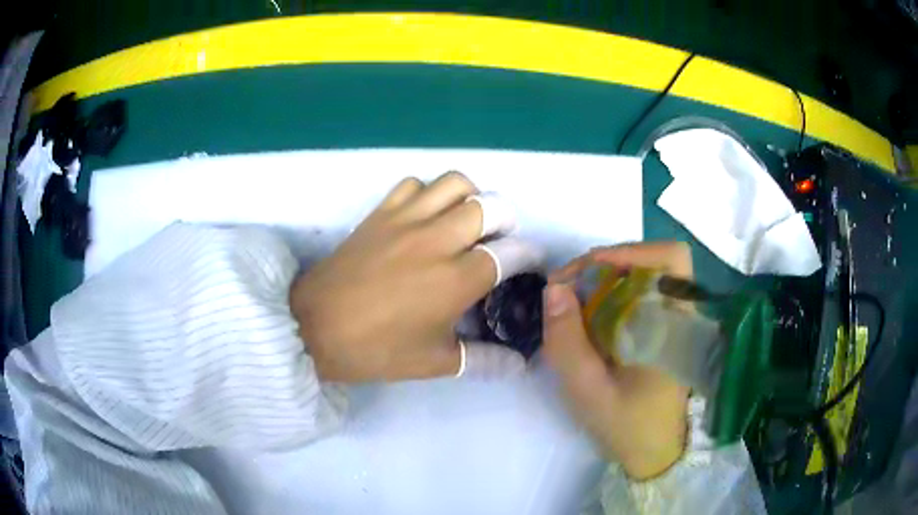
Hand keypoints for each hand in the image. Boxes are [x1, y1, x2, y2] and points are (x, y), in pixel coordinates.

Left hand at [290, 172, 530, 382]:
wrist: (314, 328)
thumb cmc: (376, 349)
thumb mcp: (434, 362)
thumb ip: (483, 361)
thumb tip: (518, 366)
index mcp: (457, 279)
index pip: (511, 253)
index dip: (528, 255)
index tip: (530, 262)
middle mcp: (438, 240)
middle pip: (491, 207)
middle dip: (506, 220)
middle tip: (499, 240)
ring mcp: (407, 220)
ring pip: (455, 183)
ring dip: (471, 197)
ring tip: (466, 220)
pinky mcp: (381, 213)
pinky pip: (413, 184)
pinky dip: (428, 193)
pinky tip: (424, 215)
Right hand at [542, 242, 691, 479]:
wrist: (654, 452)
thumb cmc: (627, 425)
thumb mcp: (588, 391)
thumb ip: (568, 342)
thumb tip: (554, 288)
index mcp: (675, 324)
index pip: (670, 258)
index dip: (629, 251)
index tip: (584, 273)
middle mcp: (680, 312)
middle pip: (652, 259)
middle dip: (606, 264)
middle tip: (567, 290)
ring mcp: (674, 318)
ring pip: (644, 273)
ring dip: (606, 279)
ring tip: (573, 304)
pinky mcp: (664, 327)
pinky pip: (639, 293)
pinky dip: (611, 295)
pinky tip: (590, 319)